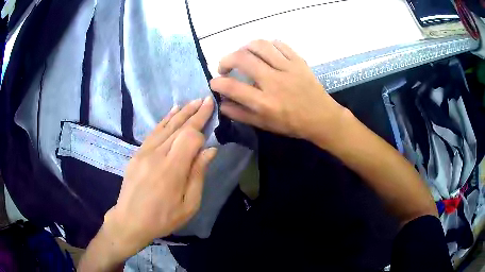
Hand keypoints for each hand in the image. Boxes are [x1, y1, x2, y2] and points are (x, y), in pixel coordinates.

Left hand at [102, 97, 216, 260]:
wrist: (130, 220)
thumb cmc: (163, 218)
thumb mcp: (188, 205)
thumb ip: (198, 175)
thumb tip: (210, 150)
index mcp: (172, 169)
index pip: (190, 138)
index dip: (201, 133)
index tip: (210, 131)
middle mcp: (157, 155)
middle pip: (179, 128)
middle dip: (195, 113)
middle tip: (207, 100)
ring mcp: (145, 152)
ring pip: (167, 126)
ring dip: (182, 112)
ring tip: (195, 101)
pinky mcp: (138, 153)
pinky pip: (154, 131)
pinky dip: (165, 119)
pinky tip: (173, 110)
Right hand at [210, 40, 345, 143]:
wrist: (322, 117)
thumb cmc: (292, 124)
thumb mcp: (264, 124)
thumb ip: (241, 114)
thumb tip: (222, 103)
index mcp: (265, 102)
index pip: (232, 87)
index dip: (218, 83)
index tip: (215, 82)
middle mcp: (274, 81)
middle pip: (243, 58)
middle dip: (226, 59)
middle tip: (225, 66)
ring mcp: (288, 68)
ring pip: (260, 45)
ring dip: (245, 47)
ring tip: (242, 55)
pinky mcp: (298, 61)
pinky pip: (279, 44)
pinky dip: (267, 45)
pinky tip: (264, 52)